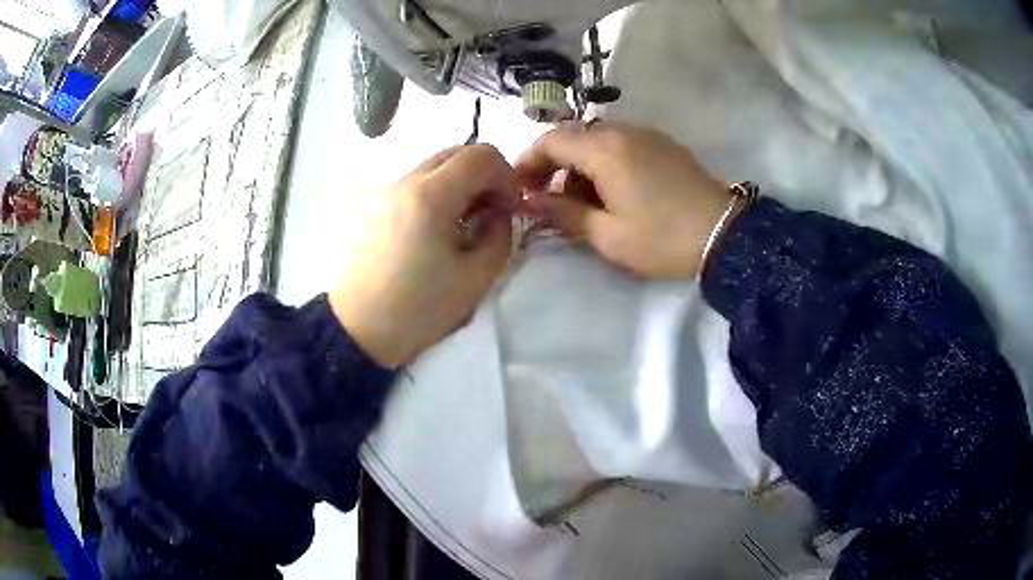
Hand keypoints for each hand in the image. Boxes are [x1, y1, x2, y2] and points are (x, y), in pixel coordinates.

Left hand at [329, 145, 515, 367]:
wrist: (358, 329)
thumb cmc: (418, 308)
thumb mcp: (476, 278)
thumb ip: (500, 235)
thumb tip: (498, 213)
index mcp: (432, 195)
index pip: (482, 155)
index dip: (506, 176)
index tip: (508, 207)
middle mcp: (405, 181)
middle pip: (456, 153)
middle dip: (483, 176)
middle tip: (489, 213)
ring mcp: (385, 191)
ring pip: (433, 167)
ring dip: (458, 185)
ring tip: (460, 226)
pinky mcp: (373, 206)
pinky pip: (414, 184)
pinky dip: (435, 195)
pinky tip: (433, 232)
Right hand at [515, 123, 732, 277]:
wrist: (725, 235)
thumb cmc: (662, 239)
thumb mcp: (607, 235)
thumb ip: (564, 214)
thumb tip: (530, 202)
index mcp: (604, 150)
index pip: (551, 140)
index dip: (528, 161)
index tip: (519, 188)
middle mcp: (623, 132)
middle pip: (573, 137)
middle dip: (552, 164)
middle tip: (546, 199)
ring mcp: (647, 136)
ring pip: (597, 140)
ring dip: (579, 165)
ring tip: (581, 202)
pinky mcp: (664, 145)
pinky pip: (622, 145)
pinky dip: (604, 163)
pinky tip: (613, 192)